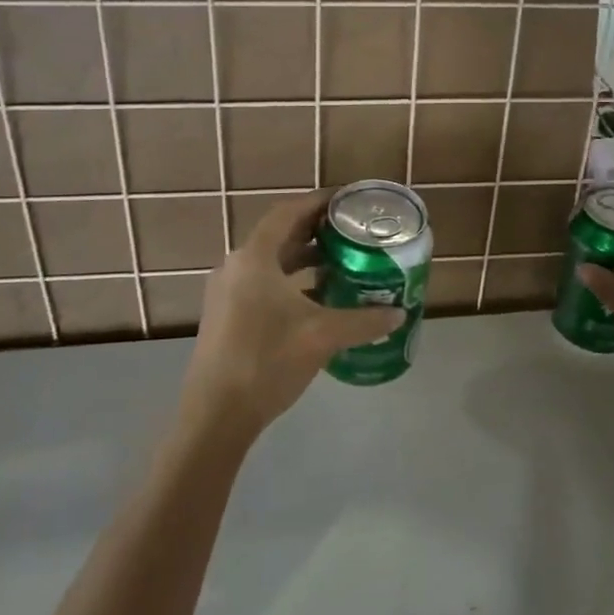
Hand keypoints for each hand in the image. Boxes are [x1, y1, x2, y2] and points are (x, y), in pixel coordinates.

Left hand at [185, 191, 402, 437]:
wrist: (215, 414)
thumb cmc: (267, 361)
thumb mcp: (322, 336)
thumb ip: (363, 321)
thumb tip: (398, 314)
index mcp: (254, 259)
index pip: (287, 213)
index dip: (317, 202)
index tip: (346, 199)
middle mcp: (236, 267)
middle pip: (278, 236)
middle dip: (314, 231)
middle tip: (349, 229)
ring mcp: (226, 293)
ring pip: (270, 263)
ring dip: (302, 258)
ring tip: (339, 261)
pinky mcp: (225, 316)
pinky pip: (261, 284)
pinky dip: (289, 282)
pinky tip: (315, 300)